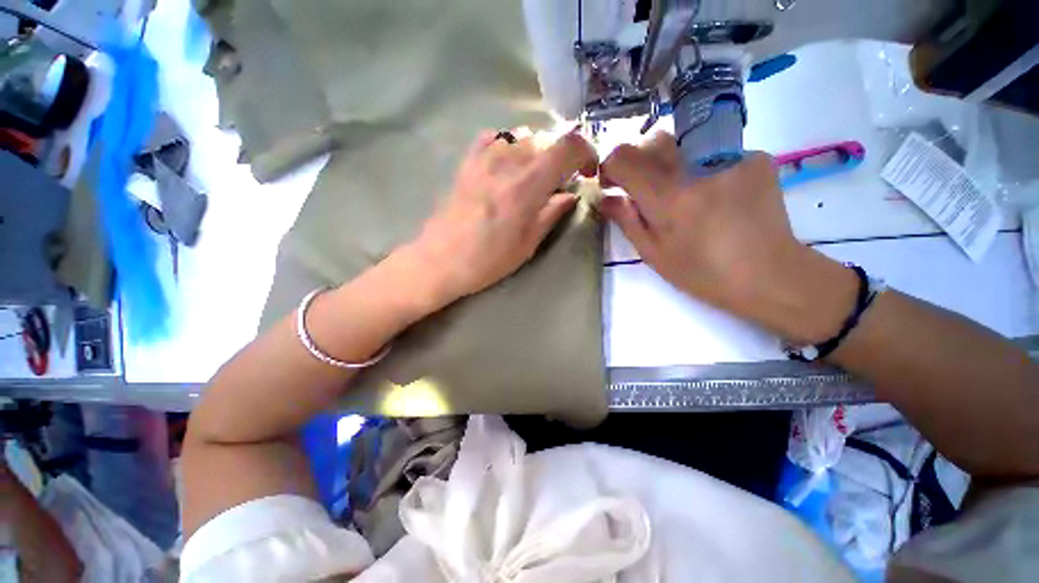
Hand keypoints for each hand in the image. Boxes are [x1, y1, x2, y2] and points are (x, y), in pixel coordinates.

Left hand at [403, 129, 596, 306]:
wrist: (441, 260)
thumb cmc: (488, 260)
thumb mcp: (528, 244)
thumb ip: (552, 214)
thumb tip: (569, 195)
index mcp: (529, 185)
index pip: (568, 146)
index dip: (585, 153)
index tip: (586, 171)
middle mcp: (508, 162)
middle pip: (546, 140)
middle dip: (560, 158)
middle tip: (557, 183)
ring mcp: (484, 159)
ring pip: (521, 137)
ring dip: (535, 153)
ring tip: (531, 177)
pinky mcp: (467, 163)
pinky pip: (492, 138)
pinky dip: (506, 146)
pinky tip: (505, 164)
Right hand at [598, 133, 857, 343]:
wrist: (769, 275)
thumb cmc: (703, 273)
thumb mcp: (654, 254)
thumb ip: (627, 220)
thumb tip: (605, 198)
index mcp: (667, 198)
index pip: (624, 158)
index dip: (611, 166)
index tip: (612, 182)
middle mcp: (696, 169)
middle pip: (654, 140)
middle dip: (640, 160)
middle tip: (643, 187)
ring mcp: (729, 158)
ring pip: (684, 144)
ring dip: (671, 163)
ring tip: (682, 193)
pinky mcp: (754, 158)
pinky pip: (714, 152)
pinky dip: (704, 168)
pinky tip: (715, 194)